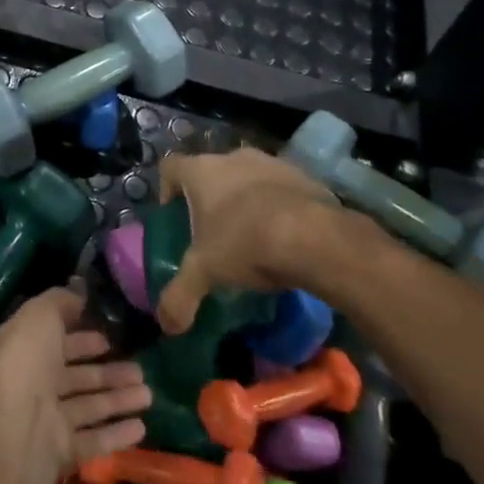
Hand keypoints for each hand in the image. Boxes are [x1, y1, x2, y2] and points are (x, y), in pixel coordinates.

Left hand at [0, 288, 150, 478]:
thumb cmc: (26, 363)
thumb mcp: (40, 316)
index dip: (82, 339)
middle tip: (140, 370)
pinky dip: (117, 434)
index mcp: (26, 350)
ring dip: (119, 400)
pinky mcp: (62, 452)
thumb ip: (60, 302)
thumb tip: (78, 293)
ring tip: (148, 395)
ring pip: (89, 407)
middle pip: (77, 377)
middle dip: (107, 373)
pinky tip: (142, 428)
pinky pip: (94, 441)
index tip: (109, 338)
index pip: (57, 342)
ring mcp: (48, 420)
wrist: (13, 430)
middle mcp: (35, 384)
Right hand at [156, 146, 363, 333]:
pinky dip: (278, 206)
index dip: (167, 191)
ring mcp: (271, 163)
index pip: (170, 168)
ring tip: (253, 237)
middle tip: (213, 233)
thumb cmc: (246, 243)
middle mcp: (233, 157)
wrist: (316, 238)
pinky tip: (285, 237)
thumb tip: (167, 326)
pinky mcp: (304, 176)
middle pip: (211, 172)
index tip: (175, 218)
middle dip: (210, 199)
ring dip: (246, 201)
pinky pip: (281, 189)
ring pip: (248, 178)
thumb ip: (180, 296)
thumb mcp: (205, 273)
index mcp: (201, 171)